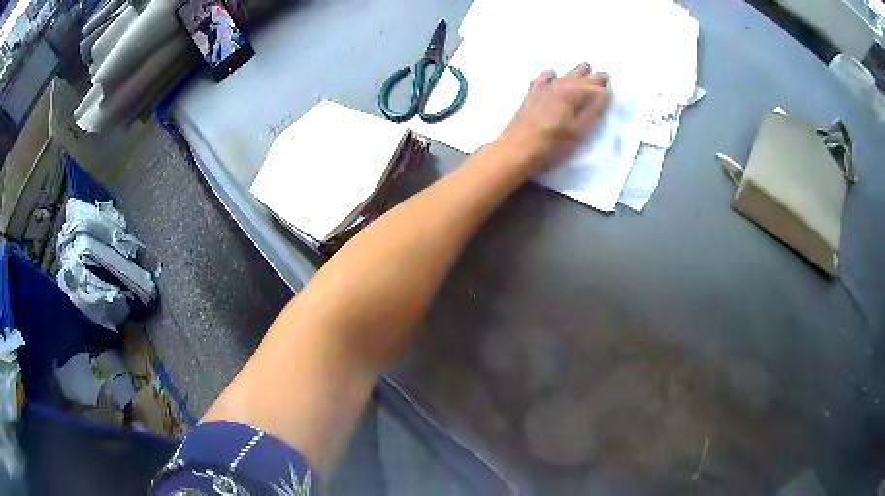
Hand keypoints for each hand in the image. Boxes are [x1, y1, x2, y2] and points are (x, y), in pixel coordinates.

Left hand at [496, 63, 610, 174]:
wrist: (516, 149)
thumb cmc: (551, 143)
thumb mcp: (578, 130)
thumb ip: (592, 110)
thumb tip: (604, 94)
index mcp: (570, 95)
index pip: (590, 87)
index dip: (601, 86)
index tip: (610, 81)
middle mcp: (556, 88)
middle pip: (577, 80)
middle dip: (590, 77)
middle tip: (602, 72)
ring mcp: (541, 92)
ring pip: (561, 77)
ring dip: (574, 72)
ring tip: (584, 65)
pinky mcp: (530, 98)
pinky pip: (541, 81)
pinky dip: (548, 76)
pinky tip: (550, 73)